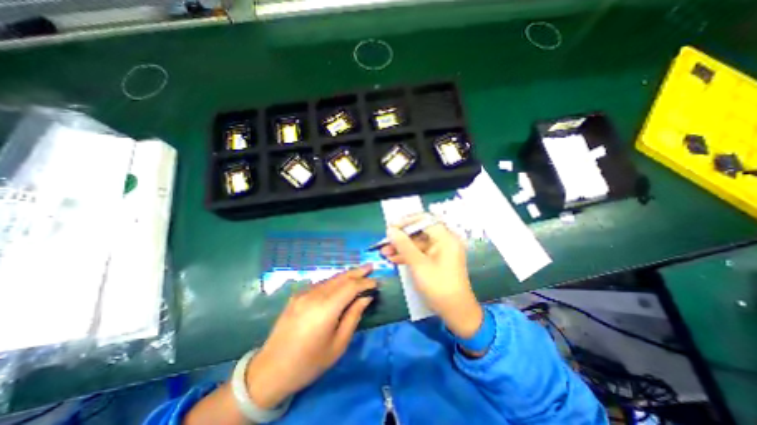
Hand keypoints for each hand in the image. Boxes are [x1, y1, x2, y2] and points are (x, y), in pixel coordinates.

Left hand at [246, 266, 375, 407]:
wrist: (270, 371)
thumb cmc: (309, 363)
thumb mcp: (338, 345)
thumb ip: (353, 317)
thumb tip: (365, 298)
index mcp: (326, 308)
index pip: (351, 287)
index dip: (365, 283)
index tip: (376, 283)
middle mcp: (314, 295)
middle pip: (341, 278)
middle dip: (357, 272)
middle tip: (370, 266)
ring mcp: (304, 293)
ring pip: (331, 278)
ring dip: (346, 275)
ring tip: (359, 272)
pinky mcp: (297, 296)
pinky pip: (321, 284)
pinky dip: (334, 281)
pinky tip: (340, 283)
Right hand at [382, 216, 480, 338]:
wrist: (456, 313)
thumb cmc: (438, 287)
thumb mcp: (418, 265)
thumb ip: (403, 245)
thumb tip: (391, 230)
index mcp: (445, 238)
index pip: (424, 221)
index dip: (406, 222)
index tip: (391, 227)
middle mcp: (444, 241)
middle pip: (420, 232)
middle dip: (401, 237)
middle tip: (385, 241)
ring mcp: (440, 252)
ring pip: (418, 244)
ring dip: (402, 247)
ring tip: (384, 252)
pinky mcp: (436, 261)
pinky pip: (420, 253)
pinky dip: (408, 255)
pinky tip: (393, 259)